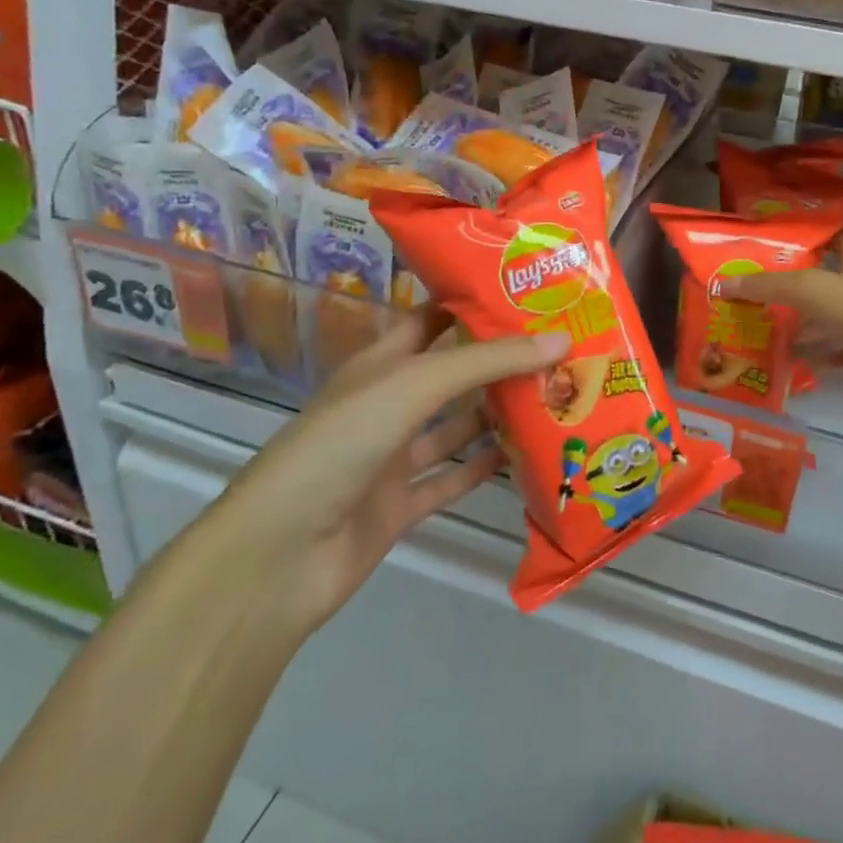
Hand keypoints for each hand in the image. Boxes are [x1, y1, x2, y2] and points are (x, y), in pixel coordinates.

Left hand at [206, 309, 568, 633]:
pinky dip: (484, 469)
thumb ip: (488, 362)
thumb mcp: (416, 384)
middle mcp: (388, 404)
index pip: (433, 318)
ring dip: (498, 413)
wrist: (282, 552)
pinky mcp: (401, 505)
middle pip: (452, 373)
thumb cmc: (344, 442)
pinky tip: (527, 454)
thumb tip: (560, 338)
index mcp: (381, 363)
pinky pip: (452, 479)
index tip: (527, 290)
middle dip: (498, 359)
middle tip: (559, 343)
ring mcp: (393, 457)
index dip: (473, 303)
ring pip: (456, 427)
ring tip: (556, 393)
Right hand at [726, 234, 842, 417]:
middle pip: (829, 279)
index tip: (768, 252)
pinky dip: (829, 354)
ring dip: (811, 326)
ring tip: (774, 335)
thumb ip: (767, 287)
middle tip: (761, 299)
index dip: (801, 240)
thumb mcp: (810, 290)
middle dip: (797, 290)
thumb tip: (722, 284)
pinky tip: (805, 366)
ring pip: (839, 317)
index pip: (829, 235)